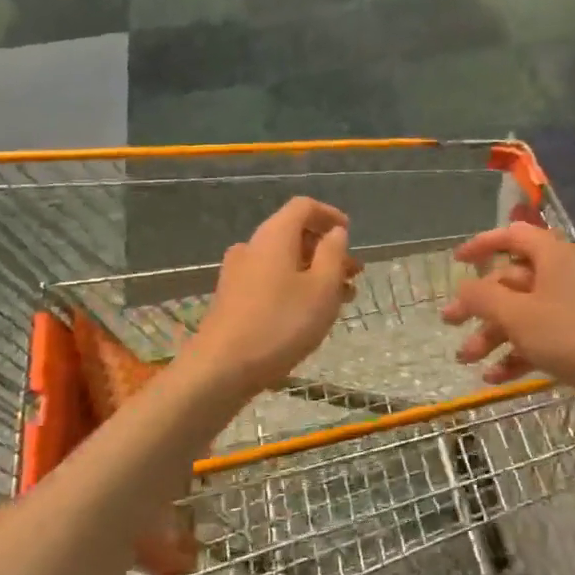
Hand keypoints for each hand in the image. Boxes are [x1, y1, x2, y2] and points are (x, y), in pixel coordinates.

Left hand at [186, 197, 356, 395]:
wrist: (222, 368)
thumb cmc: (281, 324)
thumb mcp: (322, 288)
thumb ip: (333, 254)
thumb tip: (335, 232)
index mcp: (274, 236)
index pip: (303, 207)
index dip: (330, 215)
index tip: (350, 234)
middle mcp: (252, 246)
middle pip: (293, 234)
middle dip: (327, 250)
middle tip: (353, 274)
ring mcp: (238, 272)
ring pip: (284, 260)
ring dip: (314, 272)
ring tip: (340, 299)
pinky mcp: (232, 297)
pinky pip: (270, 279)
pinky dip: (295, 286)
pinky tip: (310, 313)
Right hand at [442, 222, 574, 417]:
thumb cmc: (568, 335)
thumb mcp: (515, 314)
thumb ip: (482, 297)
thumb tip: (463, 289)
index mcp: (554, 255)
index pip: (512, 236)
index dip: (481, 245)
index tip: (456, 261)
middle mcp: (565, 273)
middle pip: (512, 281)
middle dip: (479, 306)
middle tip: (449, 323)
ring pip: (523, 312)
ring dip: (492, 335)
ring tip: (466, 359)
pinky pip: (541, 336)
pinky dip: (517, 352)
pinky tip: (494, 377)